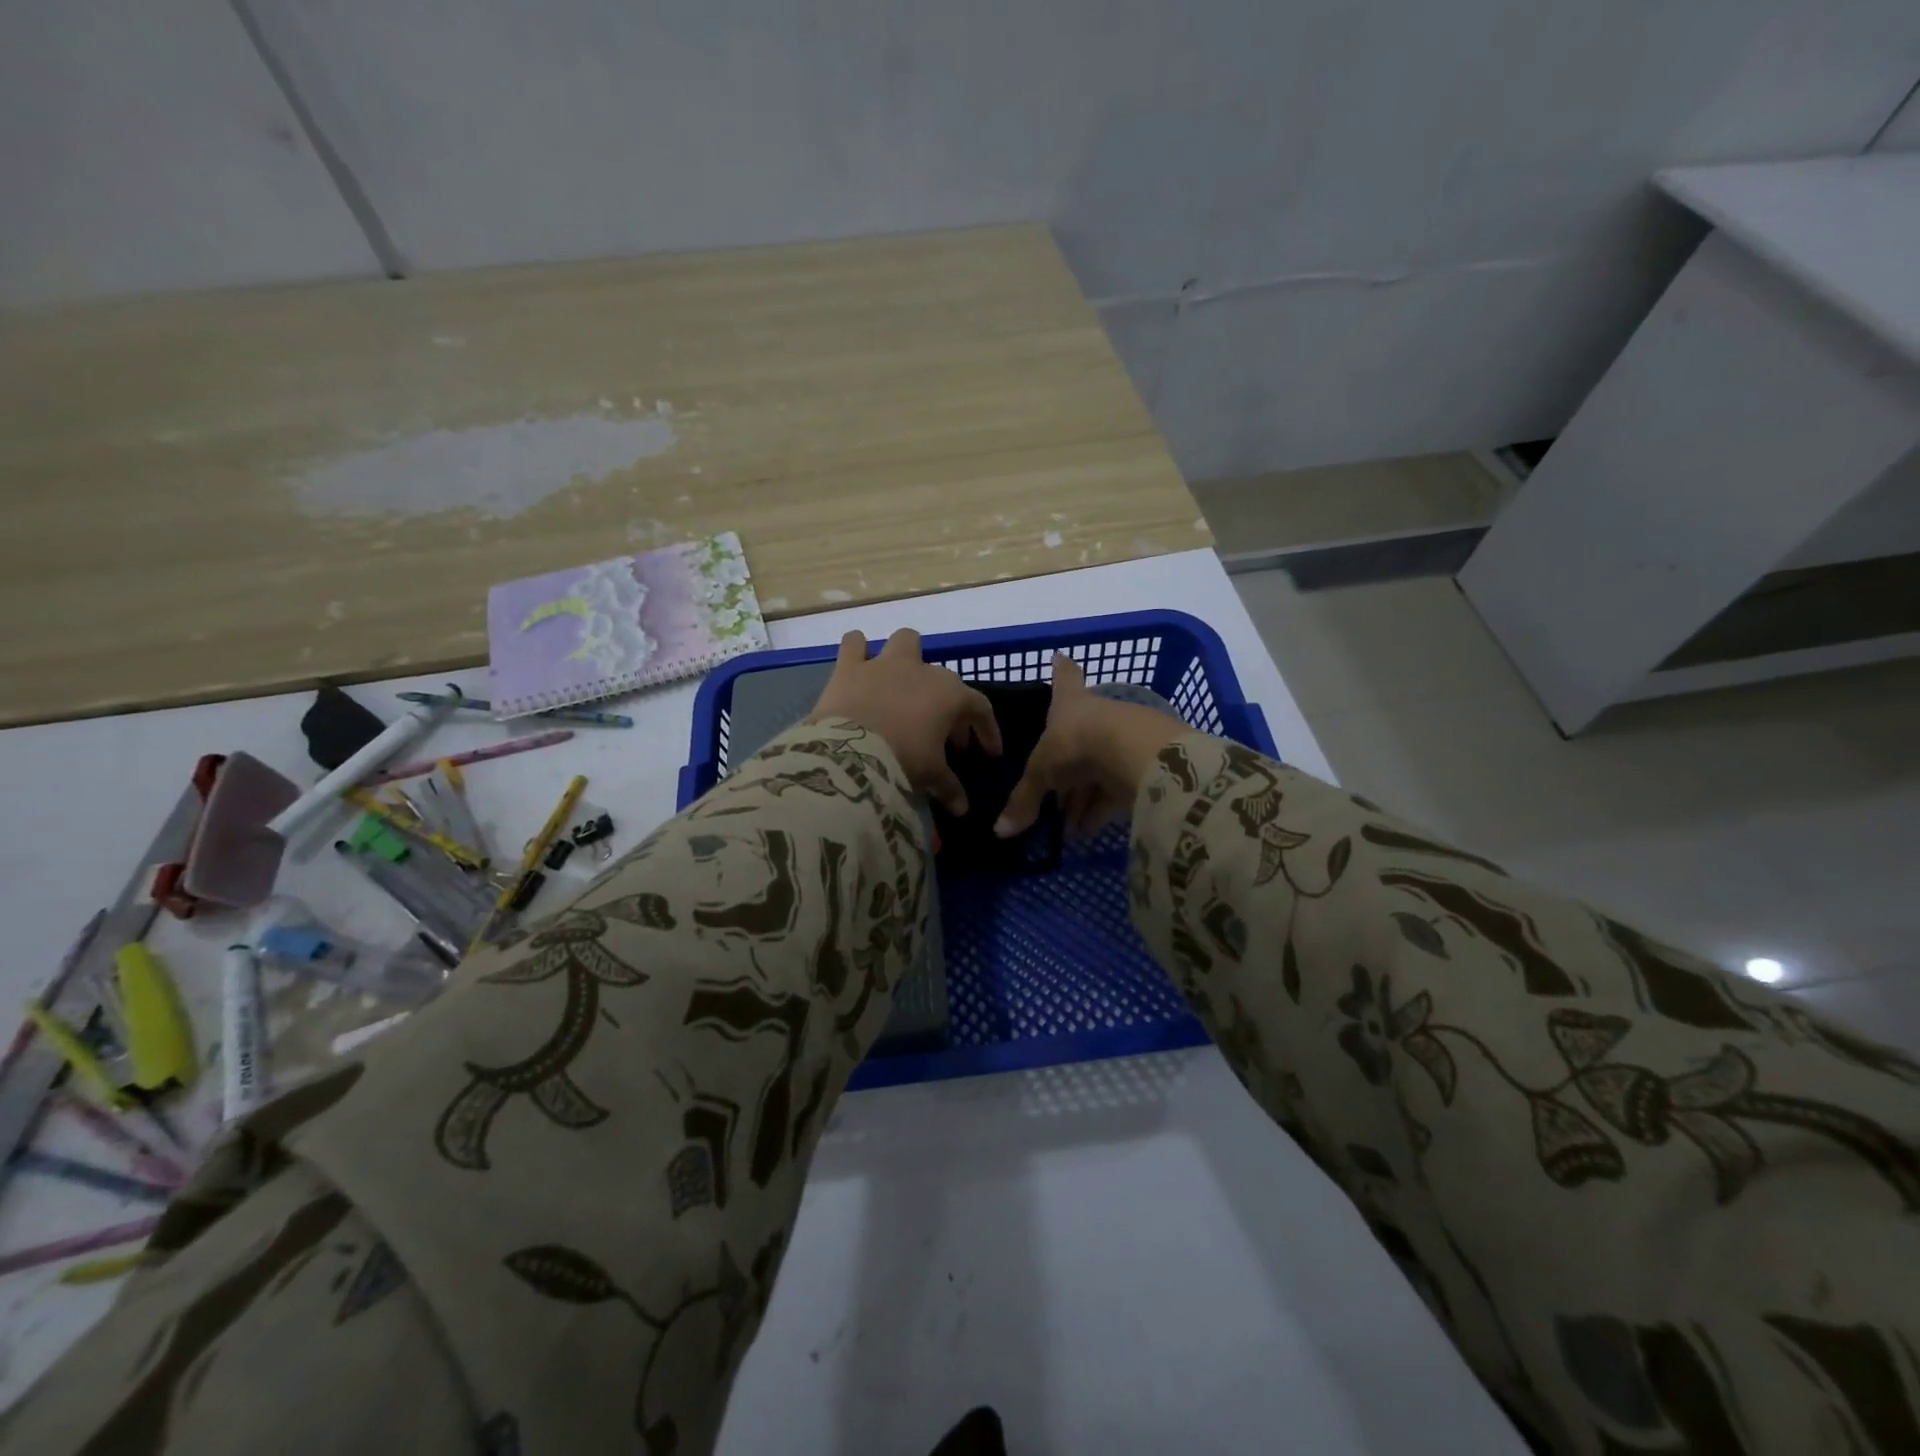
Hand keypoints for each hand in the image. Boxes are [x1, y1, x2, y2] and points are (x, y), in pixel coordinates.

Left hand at [809, 629, 1000, 813]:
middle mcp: (921, 670)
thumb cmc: (903, 760)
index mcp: (949, 695)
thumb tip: (962, 808)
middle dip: (948, 707)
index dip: (987, 731)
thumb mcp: (931, 776)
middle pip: (945, 681)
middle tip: (943, 737)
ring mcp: (885, 664)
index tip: (988, 753)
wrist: (850, 753)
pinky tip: (860, 664)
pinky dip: (858, 650)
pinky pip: (854, 644)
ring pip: (906, 641)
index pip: (980, 708)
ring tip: (903, 684)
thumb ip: (950, 788)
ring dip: (908, 657)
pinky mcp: (850, 667)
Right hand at [995, 655, 1189, 837]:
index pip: (1064, 679)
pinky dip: (1101, 808)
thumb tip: (999, 831)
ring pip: (1098, 767)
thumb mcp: (1041, 774)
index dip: (1062, 670)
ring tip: (1070, 828)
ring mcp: (1123, 737)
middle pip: (1079, 736)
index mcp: (1069, 703)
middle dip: (1066, 767)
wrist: (1132, 752)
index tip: (1061, 656)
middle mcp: (1096, 714)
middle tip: (1051, 796)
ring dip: (1082, 798)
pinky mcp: (1143, 762)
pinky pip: (1116, 787)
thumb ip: (1024, 800)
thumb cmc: (1076, 744)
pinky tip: (1088, 830)